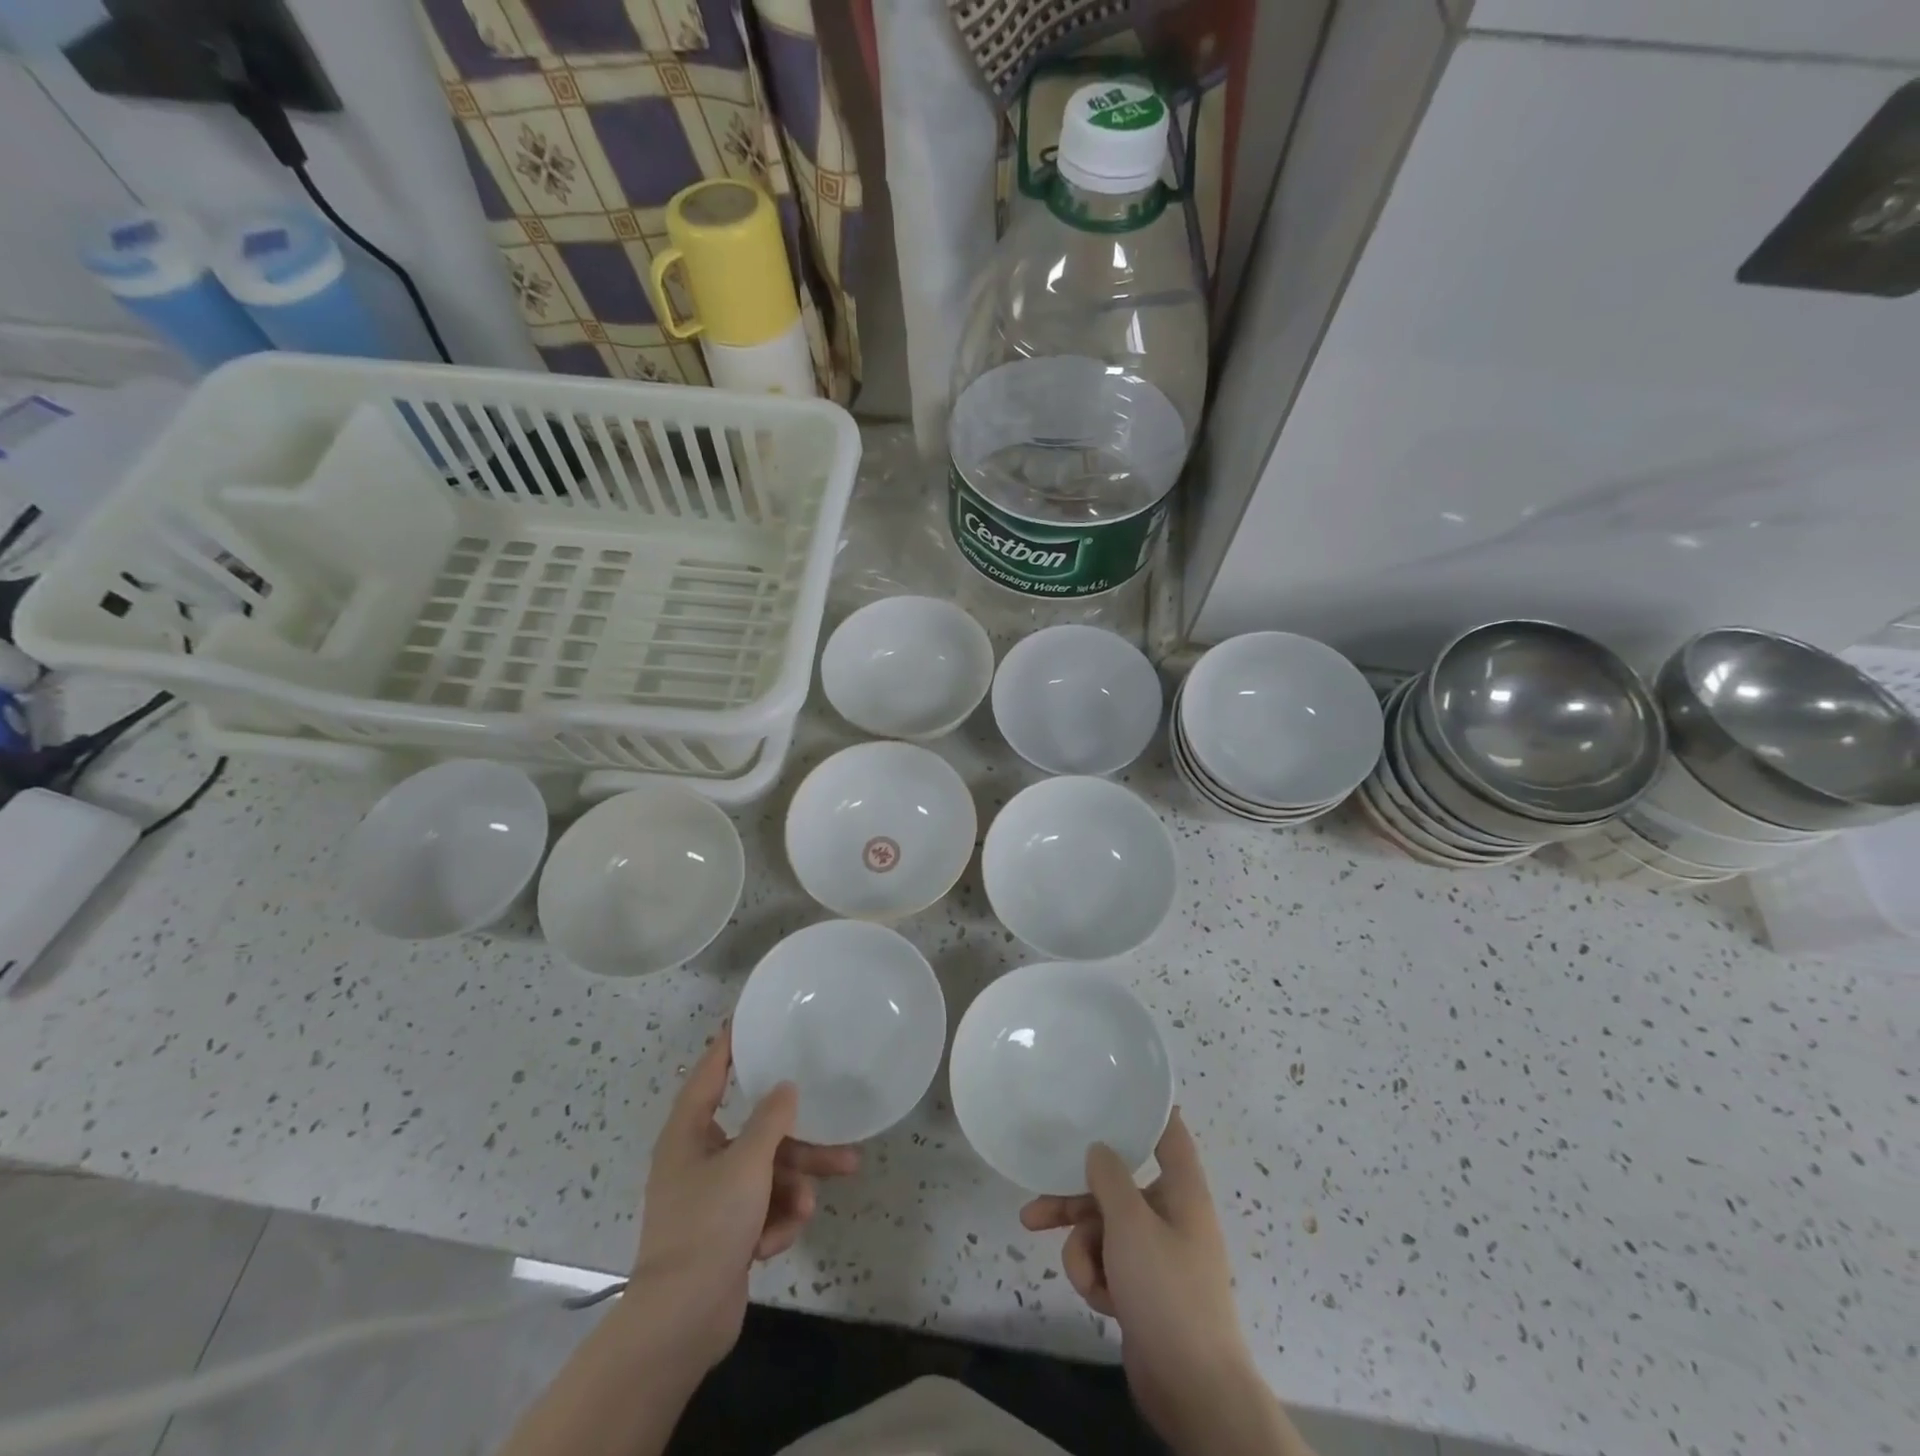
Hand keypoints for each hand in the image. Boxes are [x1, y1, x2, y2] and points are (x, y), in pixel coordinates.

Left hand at [631, 1023, 858, 1373]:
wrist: (682, 1320)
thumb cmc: (709, 1224)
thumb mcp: (747, 1163)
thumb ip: (771, 1120)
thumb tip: (785, 1088)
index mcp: (689, 1134)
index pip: (709, 1075)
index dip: (728, 1047)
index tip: (747, 1020)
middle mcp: (698, 1159)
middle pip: (757, 1136)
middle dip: (798, 1146)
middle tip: (842, 1143)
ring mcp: (712, 1199)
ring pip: (766, 1176)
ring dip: (791, 1189)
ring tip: (811, 1205)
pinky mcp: (725, 1233)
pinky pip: (760, 1210)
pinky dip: (772, 1223)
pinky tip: (774, 1241)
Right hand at [1021, 1109, 1259, 1446]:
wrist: (1193, 1390)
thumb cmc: (1167, 1292)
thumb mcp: (1131, 1224)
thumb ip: (1109, 1177)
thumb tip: (1099, 1149)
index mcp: (1181, 1191)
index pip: (1167, 1134)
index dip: (1143, 1111)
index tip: (1109, 1094)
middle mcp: (1170, 1215)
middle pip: (1114, 1187)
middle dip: (1075, 1202)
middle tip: (1034, 1211)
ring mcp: (1156, 1255)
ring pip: (1103, 1229)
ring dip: (1084, 1251)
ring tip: (1085, 1278)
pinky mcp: (1142, 1289)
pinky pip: (1107, 1265)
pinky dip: (1097, 1279)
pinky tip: (1101, 1303)